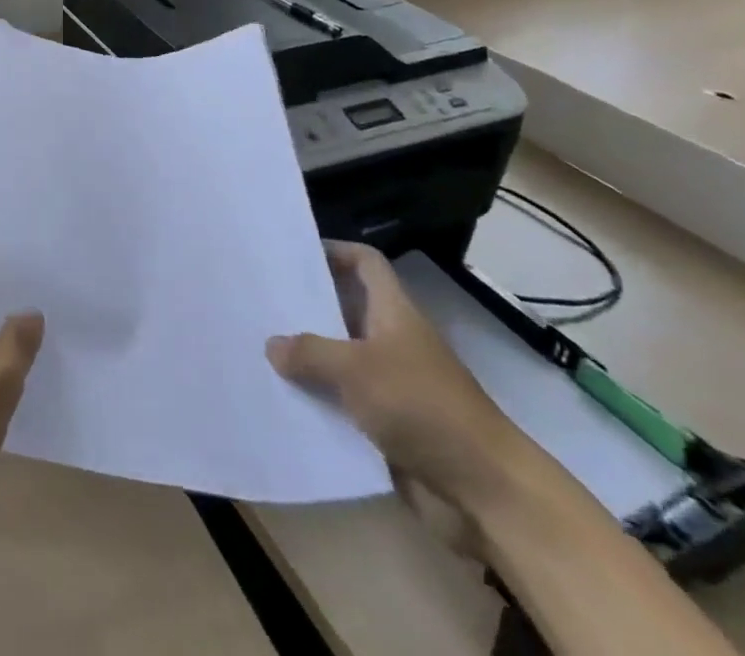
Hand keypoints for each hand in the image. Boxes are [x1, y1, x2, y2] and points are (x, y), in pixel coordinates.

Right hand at [267, 241, 531, 516]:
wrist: (485, 492)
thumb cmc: (423, 408)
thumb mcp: (357, 370)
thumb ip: (310, 353)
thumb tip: (272, 345)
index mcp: (394, 312)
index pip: (365, 263)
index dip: (335, 250)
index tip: (294, 253)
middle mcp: (392, 341)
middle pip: (345, 309)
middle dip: (307, 306)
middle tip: (261, 300)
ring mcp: (391, 384)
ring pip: (340, 359)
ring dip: (307, 358)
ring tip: (259, 349)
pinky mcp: (388, 425)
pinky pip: (343, 403)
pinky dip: (318, 401)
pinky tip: (282, 400)